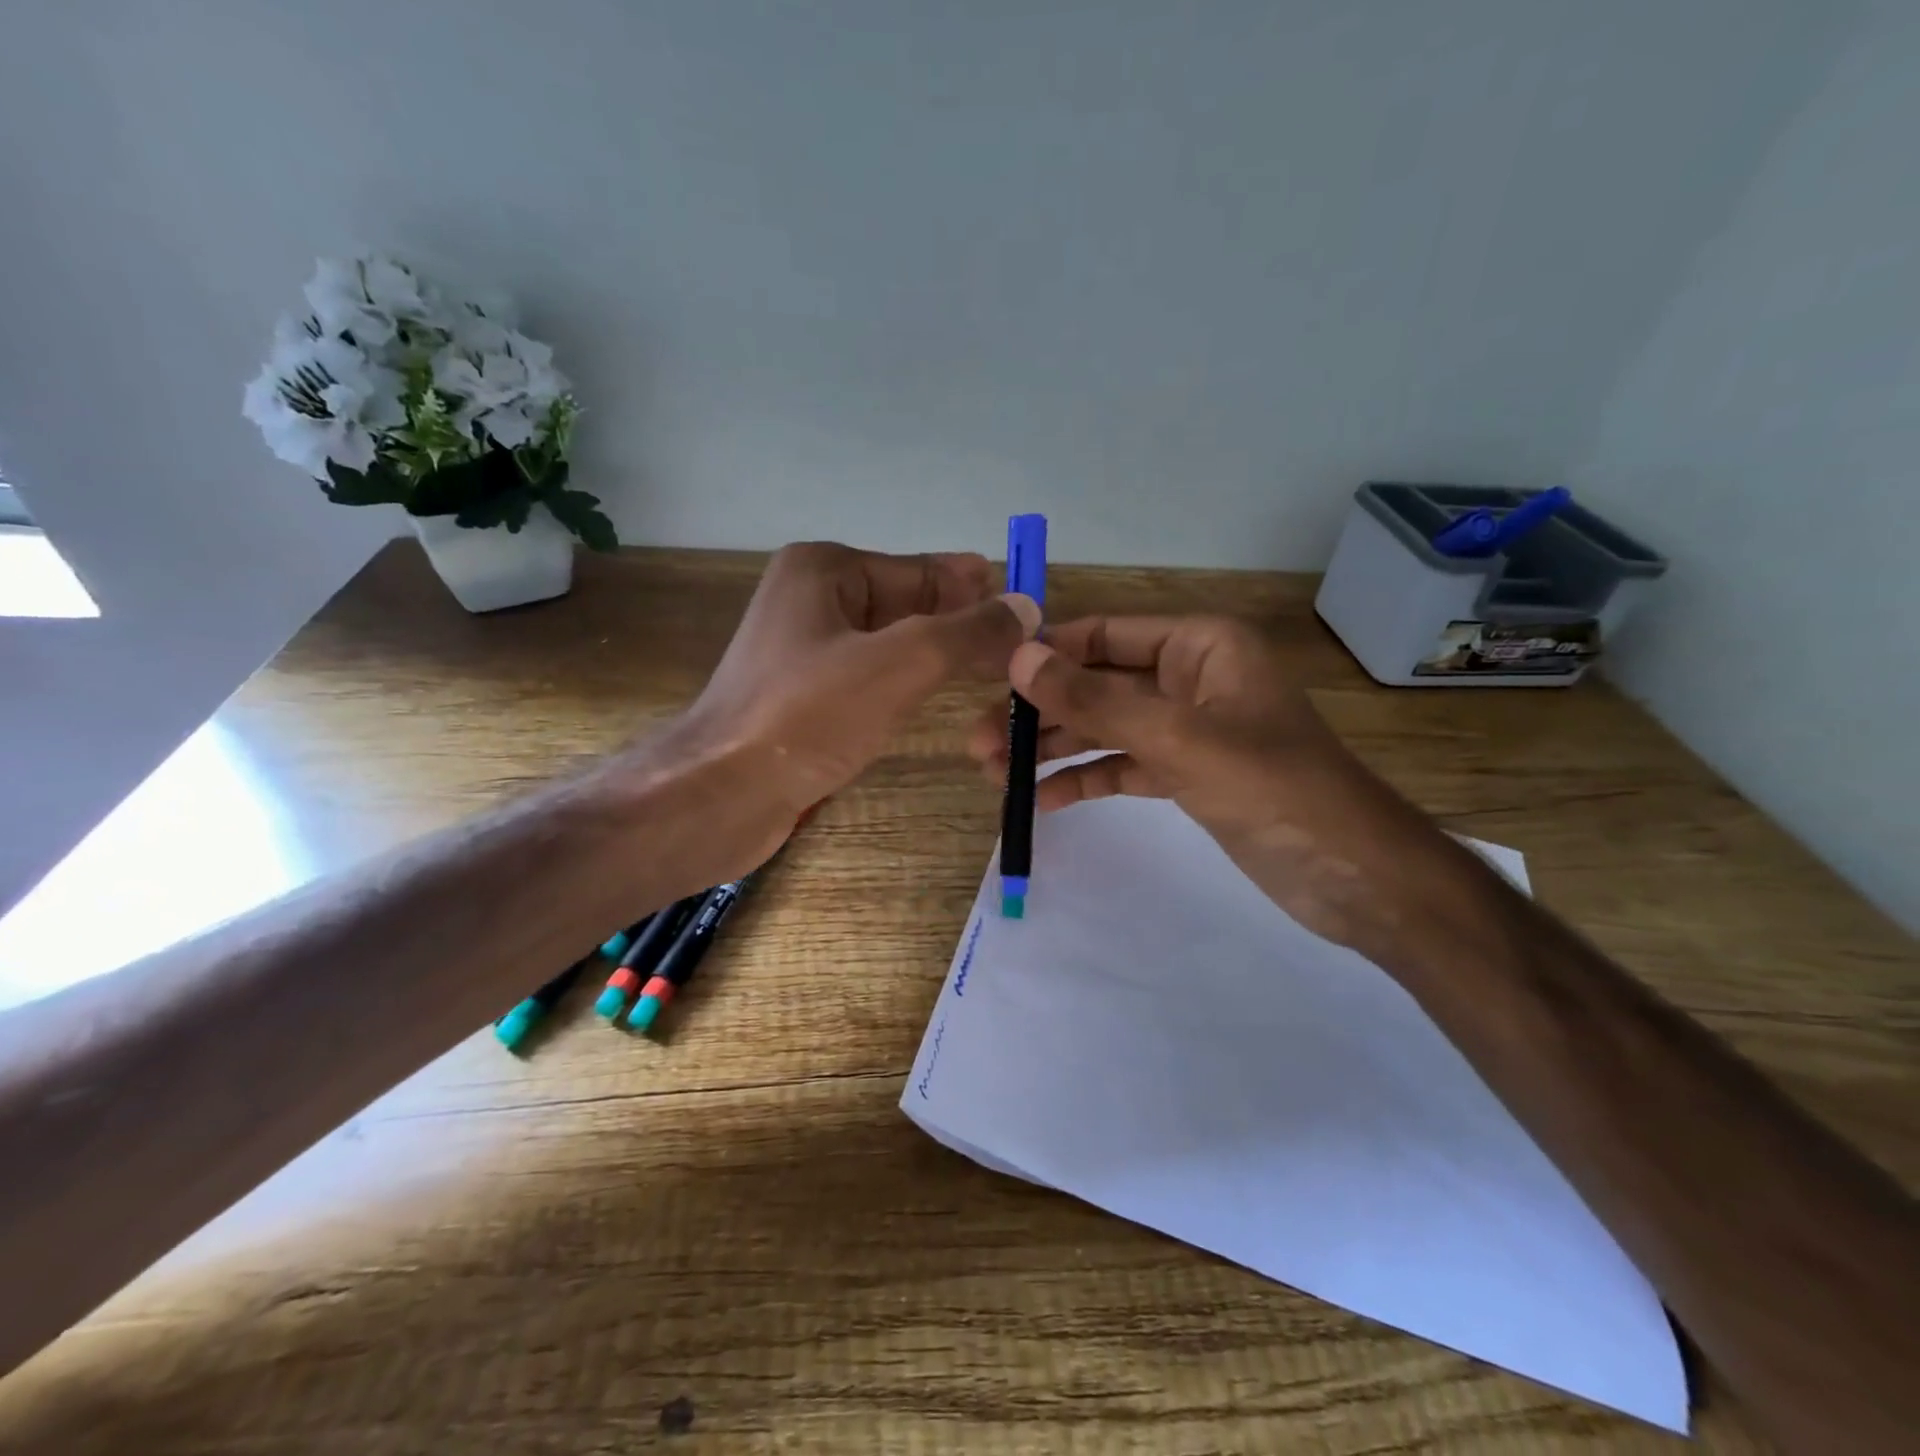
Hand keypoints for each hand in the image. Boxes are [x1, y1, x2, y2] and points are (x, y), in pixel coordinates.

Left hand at [662, 542, 1038, 874]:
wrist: (719, 794)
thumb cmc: (807, 716)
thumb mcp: (899, 664)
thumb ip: (966, 633)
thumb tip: (1025, 607)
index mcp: (824, 570)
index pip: (920, 571)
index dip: (974, 588)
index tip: (1024, 603)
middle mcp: (810, 599)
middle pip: (906, 604)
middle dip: (959, 623)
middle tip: (1019, 644)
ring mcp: (803, 650)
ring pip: (889, 644)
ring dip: (937, 655)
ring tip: (993, 668)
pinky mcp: (801, 697)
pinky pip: (869, 678)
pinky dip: (906, 684)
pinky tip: (937, 697)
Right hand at [966, 615, 1455, 952]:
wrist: (1356, 878)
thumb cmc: (1276, 789)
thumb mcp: (1178, 739)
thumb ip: (1095, 700)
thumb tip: (1017, 659)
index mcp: (1200, 645)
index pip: (1105, 634)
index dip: (1046, 653)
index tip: (988, 679)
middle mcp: (1190, 677)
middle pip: (1097, 684)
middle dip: (1039, 712)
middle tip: (977, 744)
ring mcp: (1187, 729)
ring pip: (1104, 728)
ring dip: (1052, 749)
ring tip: (993, 775)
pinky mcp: (1186, 775)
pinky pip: (1122, 767)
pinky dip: (1083, 781)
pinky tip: (1039, 802)